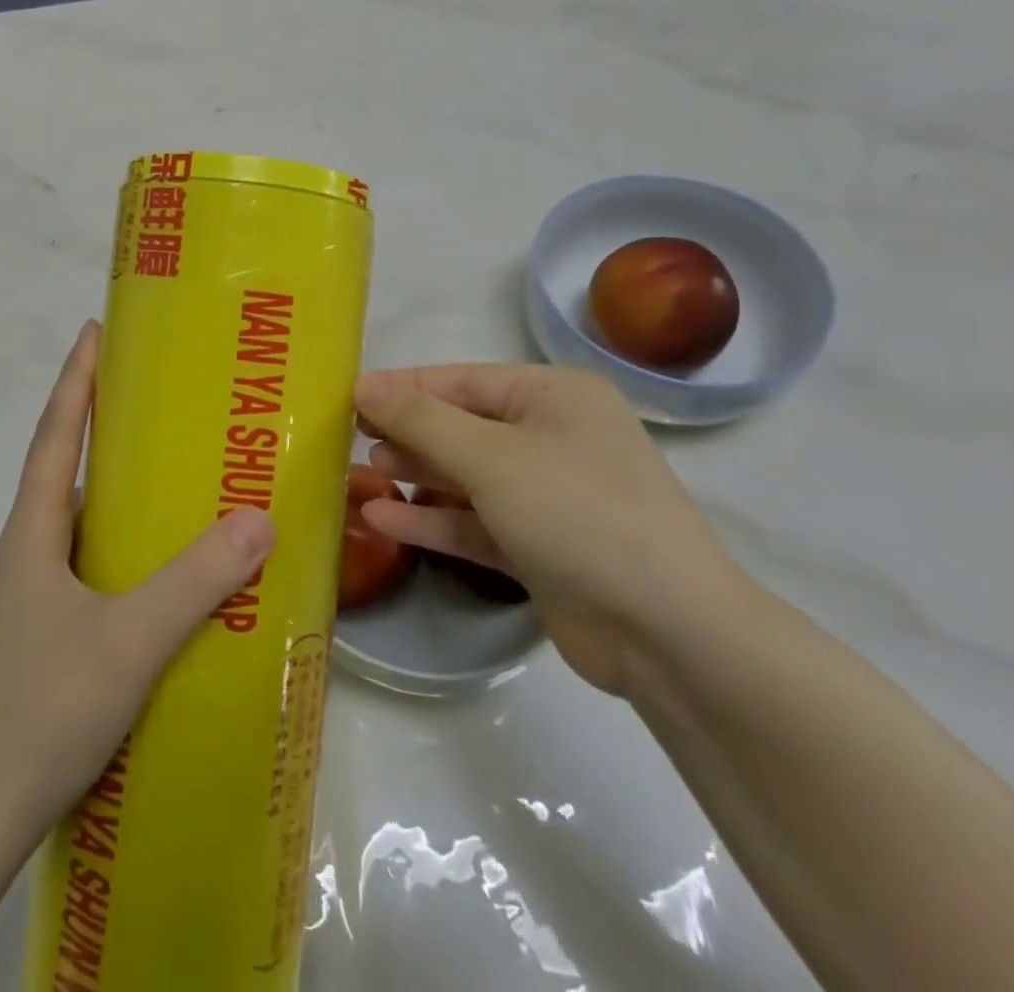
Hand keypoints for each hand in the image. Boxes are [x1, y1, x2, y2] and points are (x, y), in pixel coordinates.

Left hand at [0, 322, 275, 831]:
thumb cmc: (40, 709)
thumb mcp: (129, 639)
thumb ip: (195, 581)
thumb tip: (259, 519)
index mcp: (33, 535)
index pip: (56, 436)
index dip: (75, 381)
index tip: (94, 332)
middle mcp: (28, 554)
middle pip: (67, 472)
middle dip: (104, 430)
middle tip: (161, 405)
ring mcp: (32, 599)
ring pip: (81, 526)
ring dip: (119, 496)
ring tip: (175, 482)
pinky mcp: (45, 637)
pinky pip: (91, 570)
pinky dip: (124, 552)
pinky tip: (163, 574)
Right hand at [353, 364, 751, 697]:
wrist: (667, 632)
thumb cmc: (576, 512)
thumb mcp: (490, 456)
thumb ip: (421, 420)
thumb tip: (364, 385)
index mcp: (554, 395)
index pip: (460, 381)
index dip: (402, 388)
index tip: (346, 397)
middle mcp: (552, 437)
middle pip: (461, 426)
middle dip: (406, 432)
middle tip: (347, 438)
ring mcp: (547, 494)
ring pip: (465, 475)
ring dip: (416, 475)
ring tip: (361, 473)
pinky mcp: (538, 546)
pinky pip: (475, 522)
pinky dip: (432, 520)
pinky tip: (382, 520)